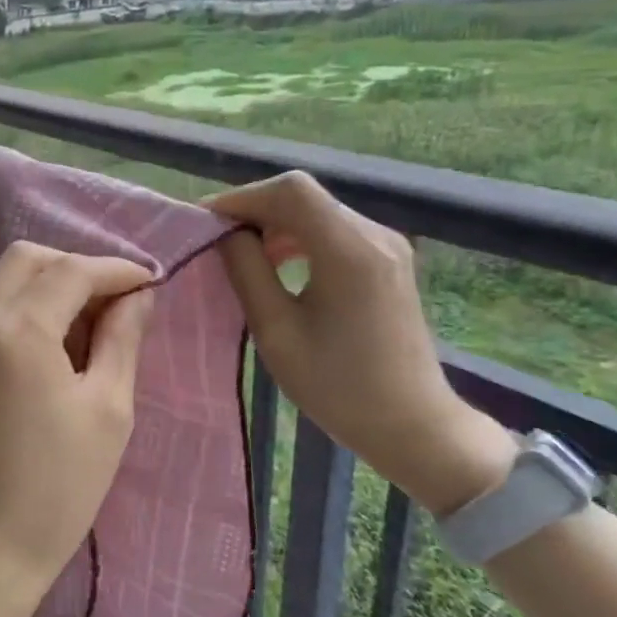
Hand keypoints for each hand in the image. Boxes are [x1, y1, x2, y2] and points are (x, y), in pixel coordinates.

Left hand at [0, 243, 155, 616]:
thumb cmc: (58, 489)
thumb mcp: (108, 410)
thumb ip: (122, 339)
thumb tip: (137, 296)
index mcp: (17, 331)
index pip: (70, 270)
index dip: (115, 269)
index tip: (150, 282)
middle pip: (27, 259)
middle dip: (76, 266)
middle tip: (117, 301)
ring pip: (3, 281)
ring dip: (48, 285)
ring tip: (90, 325)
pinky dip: (23, 308)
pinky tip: (53, 345)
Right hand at [207, 172, 514, 514]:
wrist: (412, 424)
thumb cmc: (337, 386)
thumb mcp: (276, 331)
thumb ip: (246, 271)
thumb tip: (224, 234)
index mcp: (349, 251)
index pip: (289, 192)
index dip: (241, 198)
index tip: (205, 223)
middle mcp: (374, 236)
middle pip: (302, 196)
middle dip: (253, 210)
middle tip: (215, 240)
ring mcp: (386, 245)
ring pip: (316, 209)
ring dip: (274, 223)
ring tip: (242, 253)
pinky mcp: (387, 259)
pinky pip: (333, 229)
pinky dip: (297, 236)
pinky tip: (278, 263)